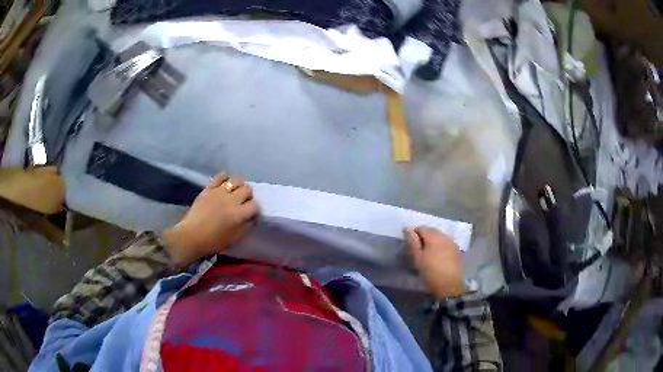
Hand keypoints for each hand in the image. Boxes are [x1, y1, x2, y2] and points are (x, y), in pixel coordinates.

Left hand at [162, 173, 257, 266]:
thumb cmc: (213, 241)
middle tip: (243, 202)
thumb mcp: (234, 238)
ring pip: (236, 180)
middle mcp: (231, 200)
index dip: (254, 209)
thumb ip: (246, 227)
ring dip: (239, 185)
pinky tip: (225, 183)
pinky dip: (225, 178)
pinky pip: (220, 176)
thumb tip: (252, 218)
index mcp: (239, 215)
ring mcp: (219, 192)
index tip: (250, 213)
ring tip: (235, 191)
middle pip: (247, 189)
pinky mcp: (209, 189)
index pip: (254, 205)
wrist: (191, 236)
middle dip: (248, 195)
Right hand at [406, 227, 465, 298]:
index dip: (414, 234)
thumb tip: (408, 229)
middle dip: (424, 237)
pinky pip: (446, 243)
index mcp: (434, 236)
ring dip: (433, 241)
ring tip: (428, 252)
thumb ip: (412, 242)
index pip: (421, 228)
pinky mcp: (457, 250)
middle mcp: (445, 236)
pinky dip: (440, 246)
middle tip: (418, 249)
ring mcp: (452, 243)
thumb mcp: (417, 258)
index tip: (410, 244)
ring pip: (440, 237)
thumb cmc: (430, 272)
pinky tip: (438, 255)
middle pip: (432, 231)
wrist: (449, 286)